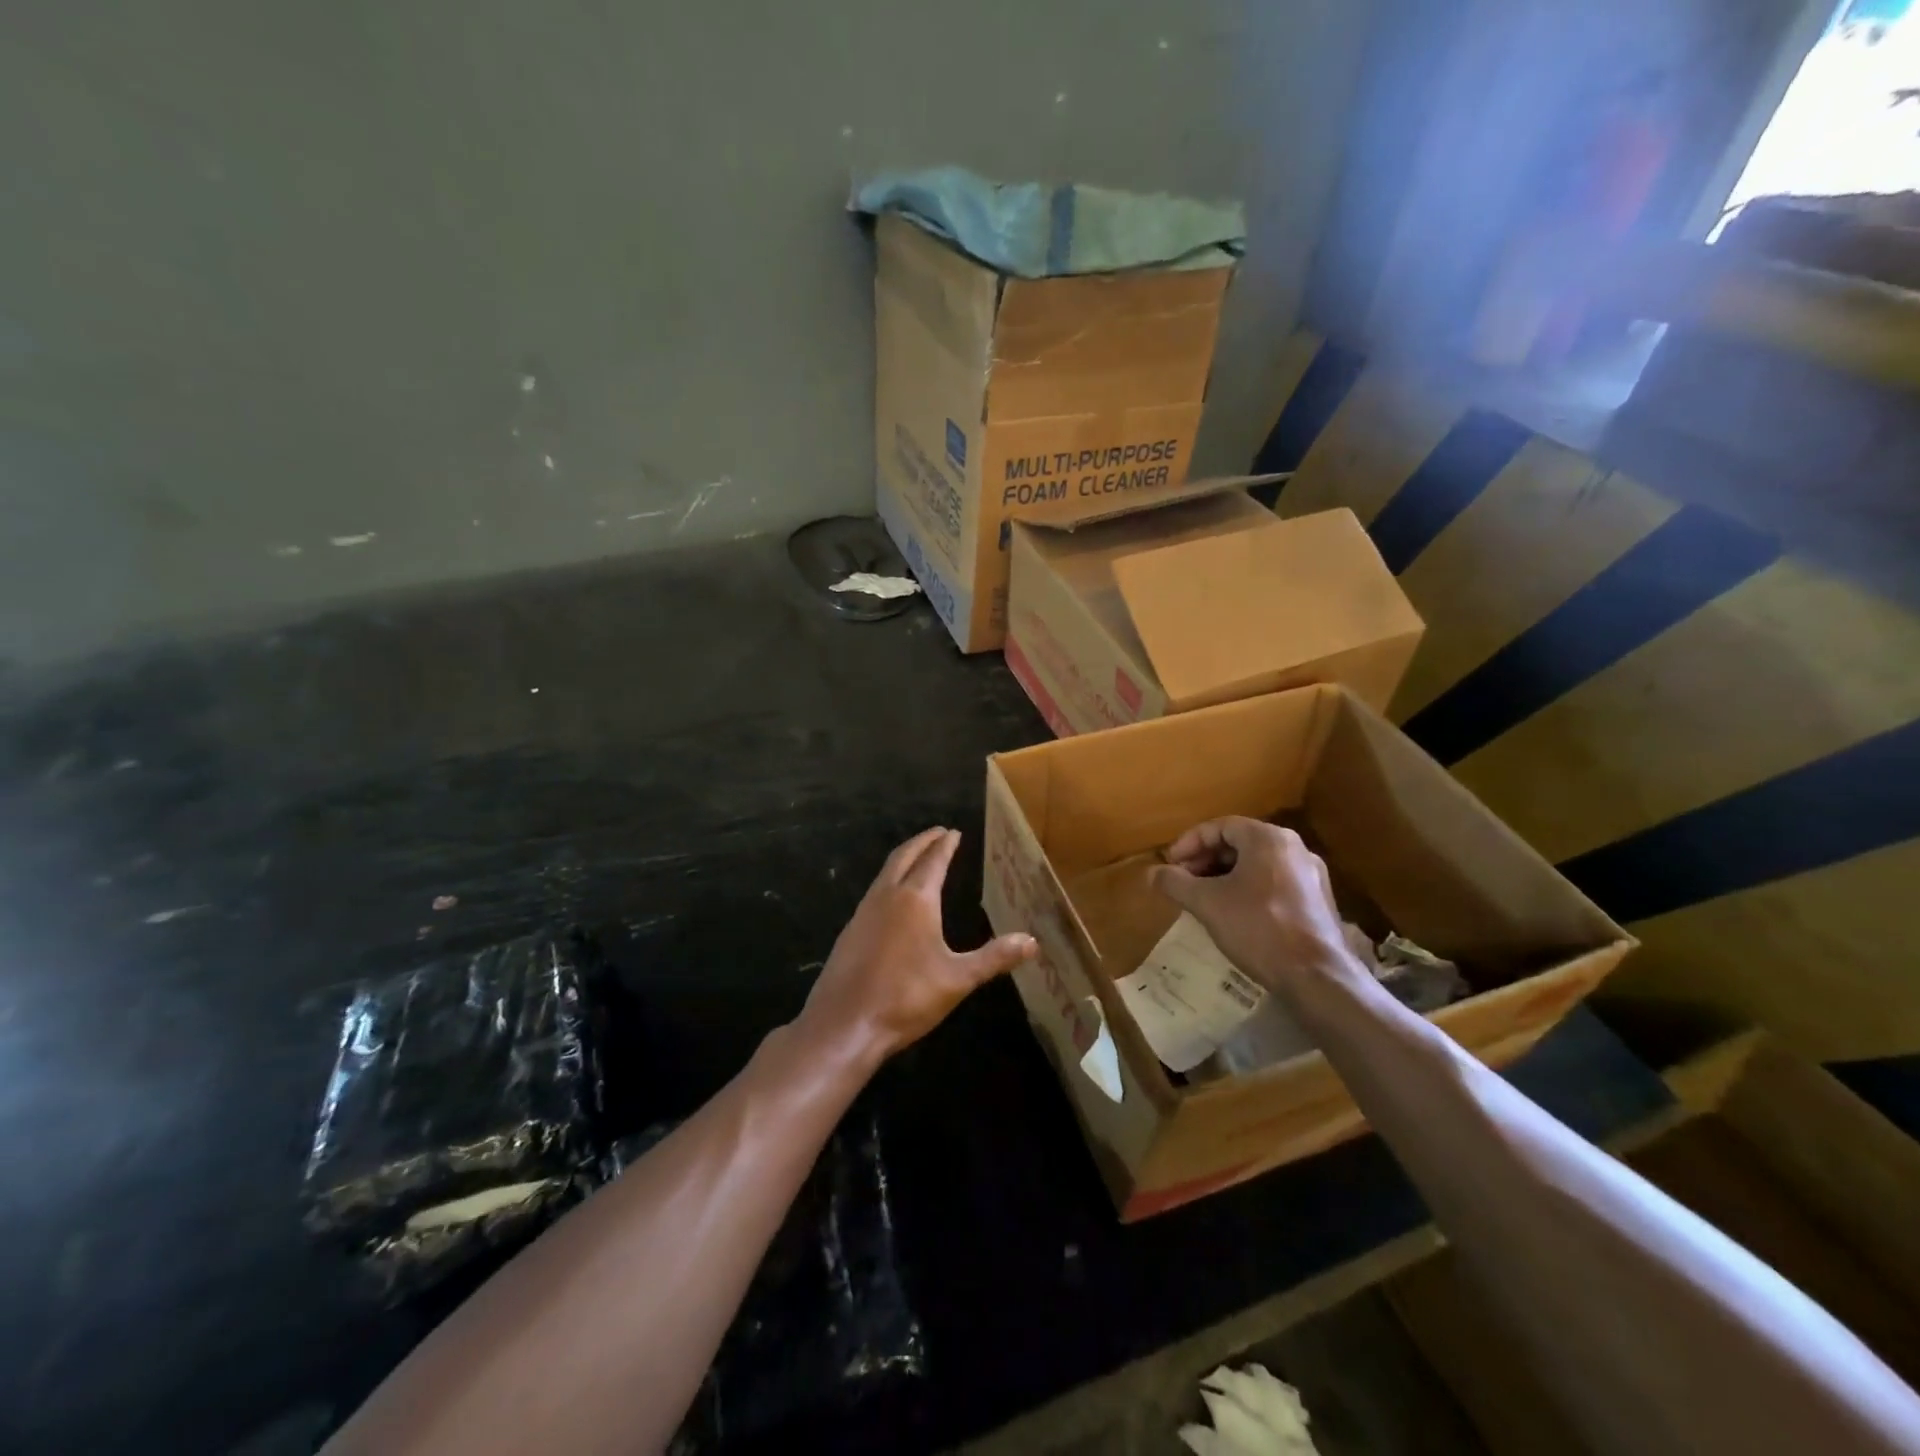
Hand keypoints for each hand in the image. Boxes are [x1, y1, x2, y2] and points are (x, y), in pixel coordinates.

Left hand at [797, 827, 1036, 1065]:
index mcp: (915, 899)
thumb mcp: (958, 979)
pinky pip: (874, 892)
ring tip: (918, 858)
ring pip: (885, 872)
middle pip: (904, 857)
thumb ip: (994, 958)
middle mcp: (887, 896)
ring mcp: (864, 912)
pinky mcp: (850, 931)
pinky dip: (888, 880)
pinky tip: (893, 898)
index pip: (933, 861)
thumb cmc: (906, 997)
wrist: (845, 1024)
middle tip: (937, 833)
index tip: (953, 832)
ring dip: (903, 859)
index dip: (945, 845)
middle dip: (922, 842)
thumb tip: (1032, 942)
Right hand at [1149, 817, 1361, 995]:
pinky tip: (1234, 914)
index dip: (1189, 843)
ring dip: (1225, 875)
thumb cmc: (1258, 928)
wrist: (1316, 976)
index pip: (1219, 826)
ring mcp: (1310, 874)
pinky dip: (1248, 889)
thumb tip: (1152, 873)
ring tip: (1203, 898)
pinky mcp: (1318, 900)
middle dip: (1205, 859)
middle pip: (1239, 843)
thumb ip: (1176, 883)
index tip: (1170, 864)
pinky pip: (1274, 882)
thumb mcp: (1207, 903)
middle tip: (1183, 881)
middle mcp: (1293, 847)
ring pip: (1257, 864)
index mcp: (1267, 838)